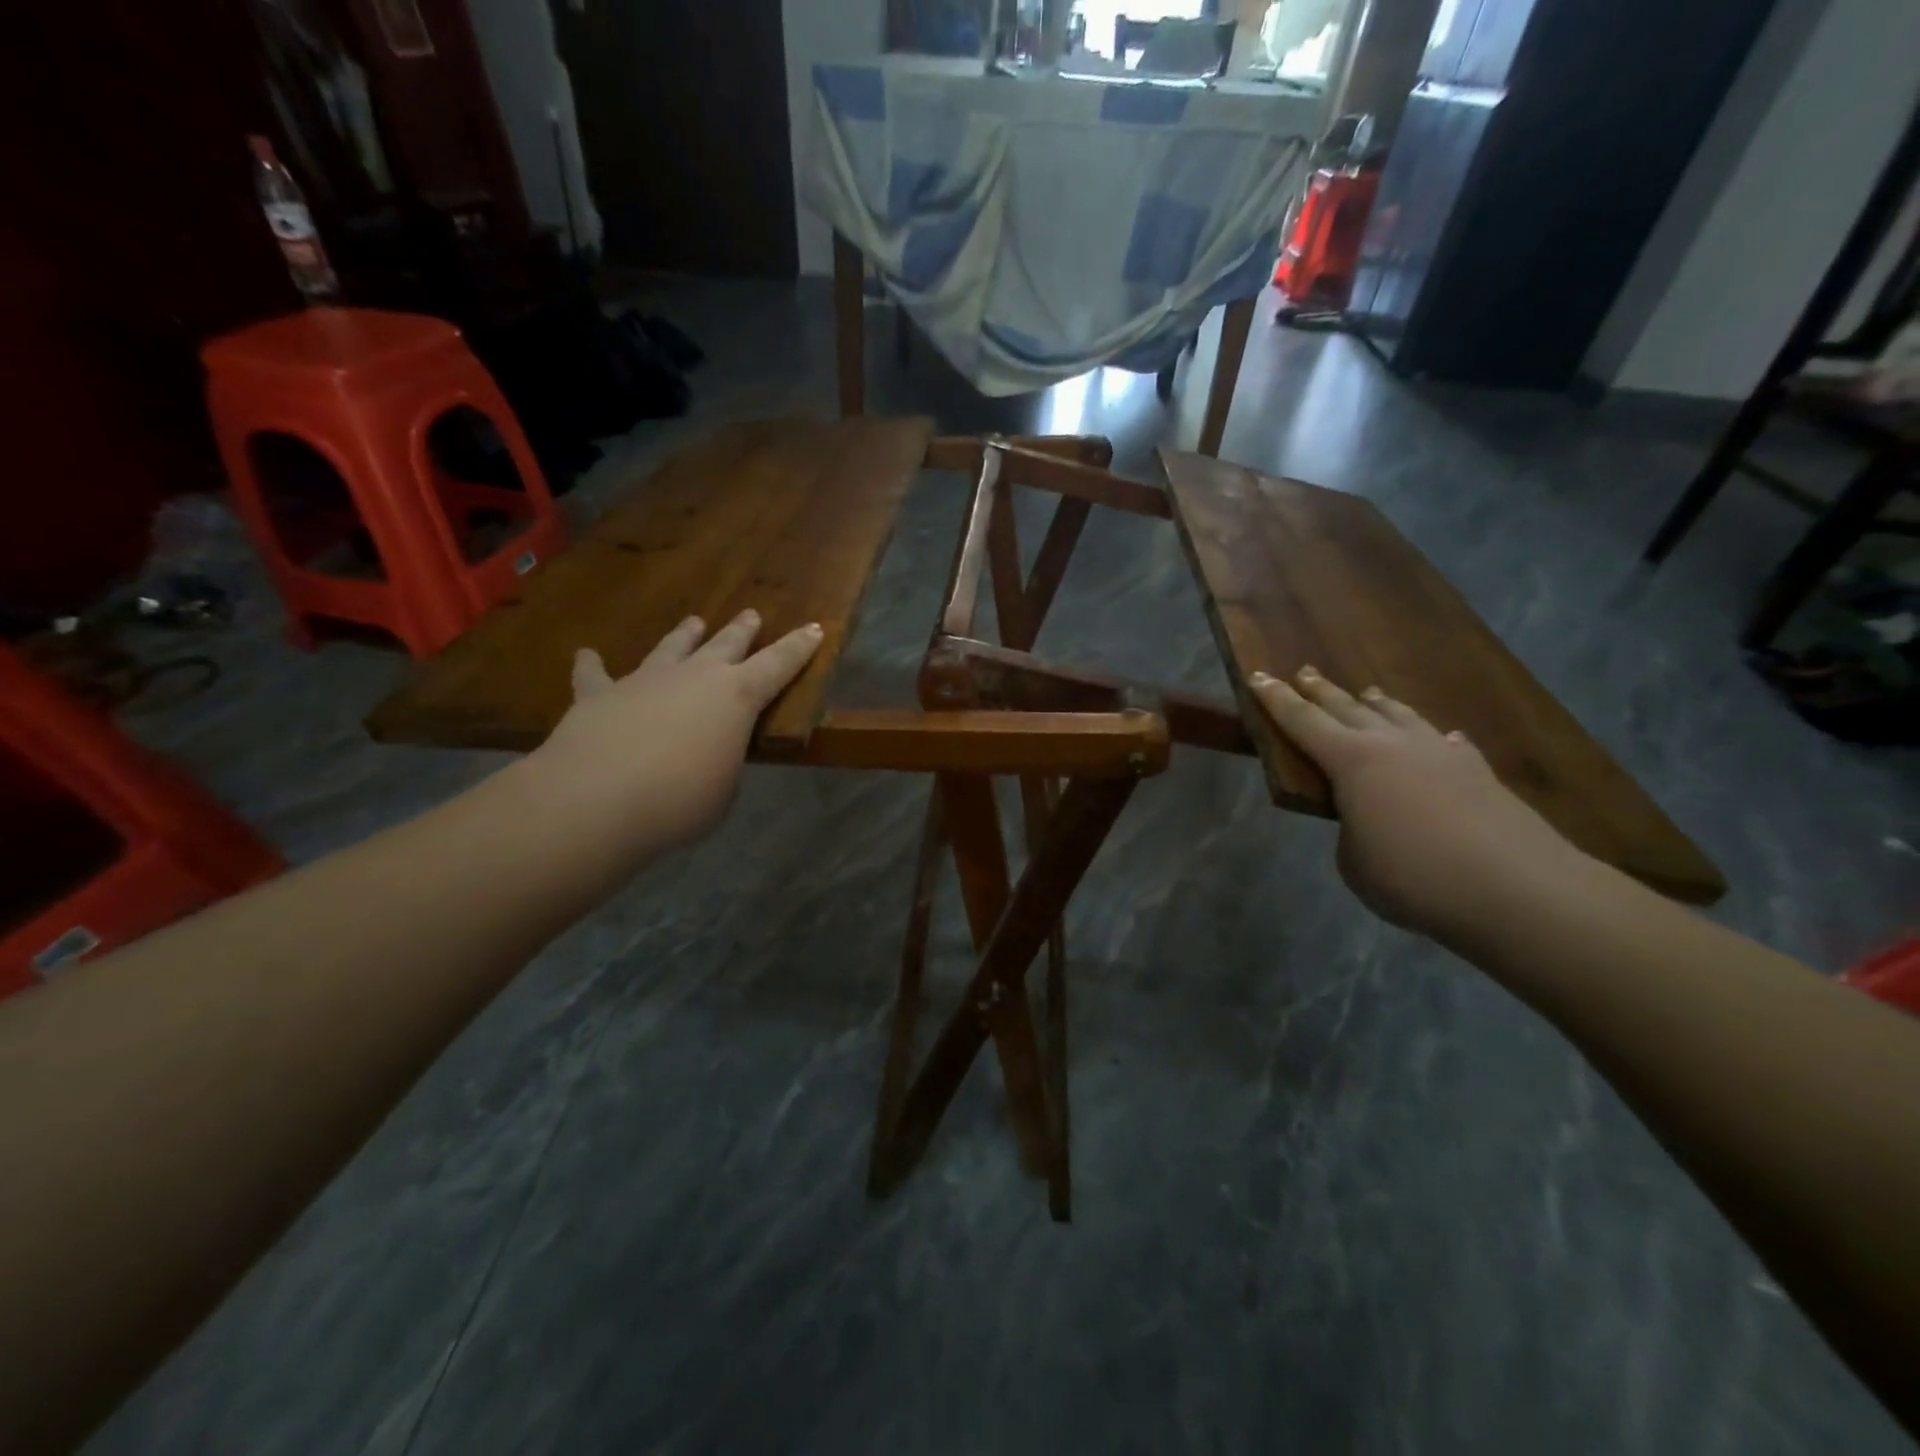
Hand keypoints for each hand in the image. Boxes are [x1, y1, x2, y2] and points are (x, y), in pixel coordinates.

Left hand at [533, 610, 822, 848]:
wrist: (598, 799)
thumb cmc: (680, 801)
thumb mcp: (722, 790)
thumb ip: (721, 763)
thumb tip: (707, 755)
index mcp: (736, 697)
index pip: (779, 665)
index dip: (799, 647)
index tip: (815, 627)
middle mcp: (694, 676)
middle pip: (726, 644)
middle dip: (742, 630)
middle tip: (751, 615)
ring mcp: (645, 681)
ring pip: (672, 648)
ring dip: (685, 635)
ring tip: (694, 622)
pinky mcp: (599, 695)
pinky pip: (596, 675)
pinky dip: (593, 665)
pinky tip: (586, 655)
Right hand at [1249, 666, 1588, 941]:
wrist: (1517, 889)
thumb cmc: (1413, 877)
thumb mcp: (1354, 861)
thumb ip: (1352, 831)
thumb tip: (1370, 819)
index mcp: (1351, 761)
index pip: (1302, 721)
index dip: (1275, 699)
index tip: (1257, 675)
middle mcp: (1393, 744)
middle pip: (1348, 707)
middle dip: (1321, 690)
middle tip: (1303, 672)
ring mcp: (1440, 752)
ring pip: (1399, 715)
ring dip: (1376, 702)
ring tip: (1366, 692)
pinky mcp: (1478, 771)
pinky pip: (1445, 742)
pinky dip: (1431, 736)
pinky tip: (1440, 737)